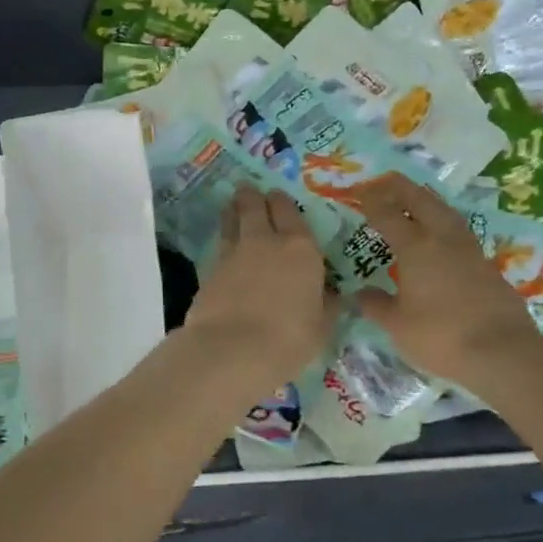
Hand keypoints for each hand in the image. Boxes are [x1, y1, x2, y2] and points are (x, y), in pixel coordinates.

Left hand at [182, 185, 337, 393]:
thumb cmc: (288, 339)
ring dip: (232, 209)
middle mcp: (266, 242)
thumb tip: (334, 295)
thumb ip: (327, 306)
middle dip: (254, 196)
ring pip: (231, 220)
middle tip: (250, 191)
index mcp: (300, 249)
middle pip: (256, 206)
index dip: (283, 202)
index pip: (290, 212)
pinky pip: (219, 246)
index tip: (278, 196)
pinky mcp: (209, 271)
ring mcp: (233, 253)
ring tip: (232, 204)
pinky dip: (222, 240)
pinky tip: (223, 245)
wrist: (231, 350)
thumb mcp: (321, 327)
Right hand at [349, 174, 542, 389]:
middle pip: (420, 200)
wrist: (502, 352)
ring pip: (444, 211)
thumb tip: (360, 293)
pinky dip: (442, 222)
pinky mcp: (487, 264)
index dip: (370, 200)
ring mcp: (469, 249)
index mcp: (415, 248)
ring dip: (425, 200)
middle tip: (383, 181)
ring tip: (412, 200)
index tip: (358, 191)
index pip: (387, 214)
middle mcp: (443, 239)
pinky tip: (439, 235)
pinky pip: (458, 230)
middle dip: (399, 187)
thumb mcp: (397, 325)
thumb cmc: (440, 337)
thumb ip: (376, 305)